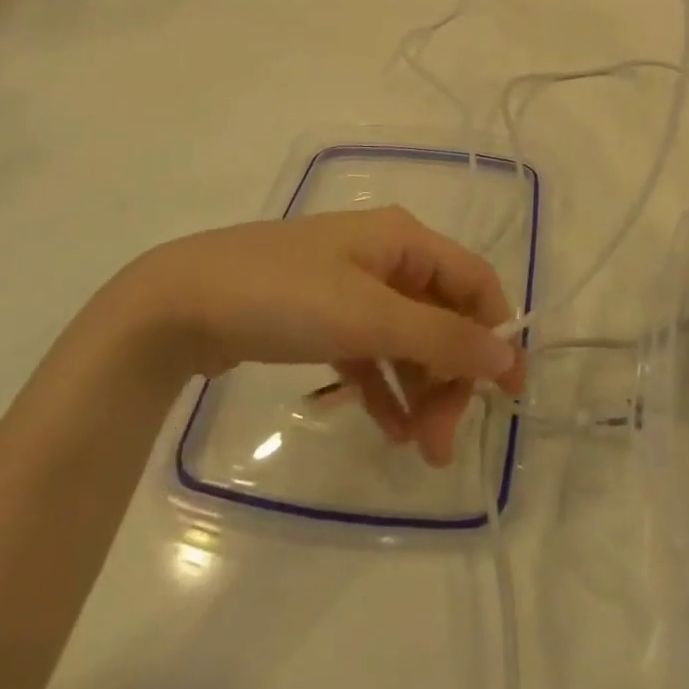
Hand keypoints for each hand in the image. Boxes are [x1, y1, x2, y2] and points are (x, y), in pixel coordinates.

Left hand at [128, 208, 524, 465]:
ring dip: (420, 389)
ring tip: (420, 450)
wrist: (178, 304)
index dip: (497, 332)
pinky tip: (390, 430)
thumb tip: (505, 354)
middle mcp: (384, 256)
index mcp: (402, 239)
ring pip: (406, 337)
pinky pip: (369, 351)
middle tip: (443, 442)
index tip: (510, 396)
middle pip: (441, 314)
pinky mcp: (320, 315)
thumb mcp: (367, 316)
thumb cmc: (283, 297)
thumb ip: (440, 337)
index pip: (472, 280)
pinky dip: (383, 387)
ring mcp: (350, 286)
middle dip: (450, 375)